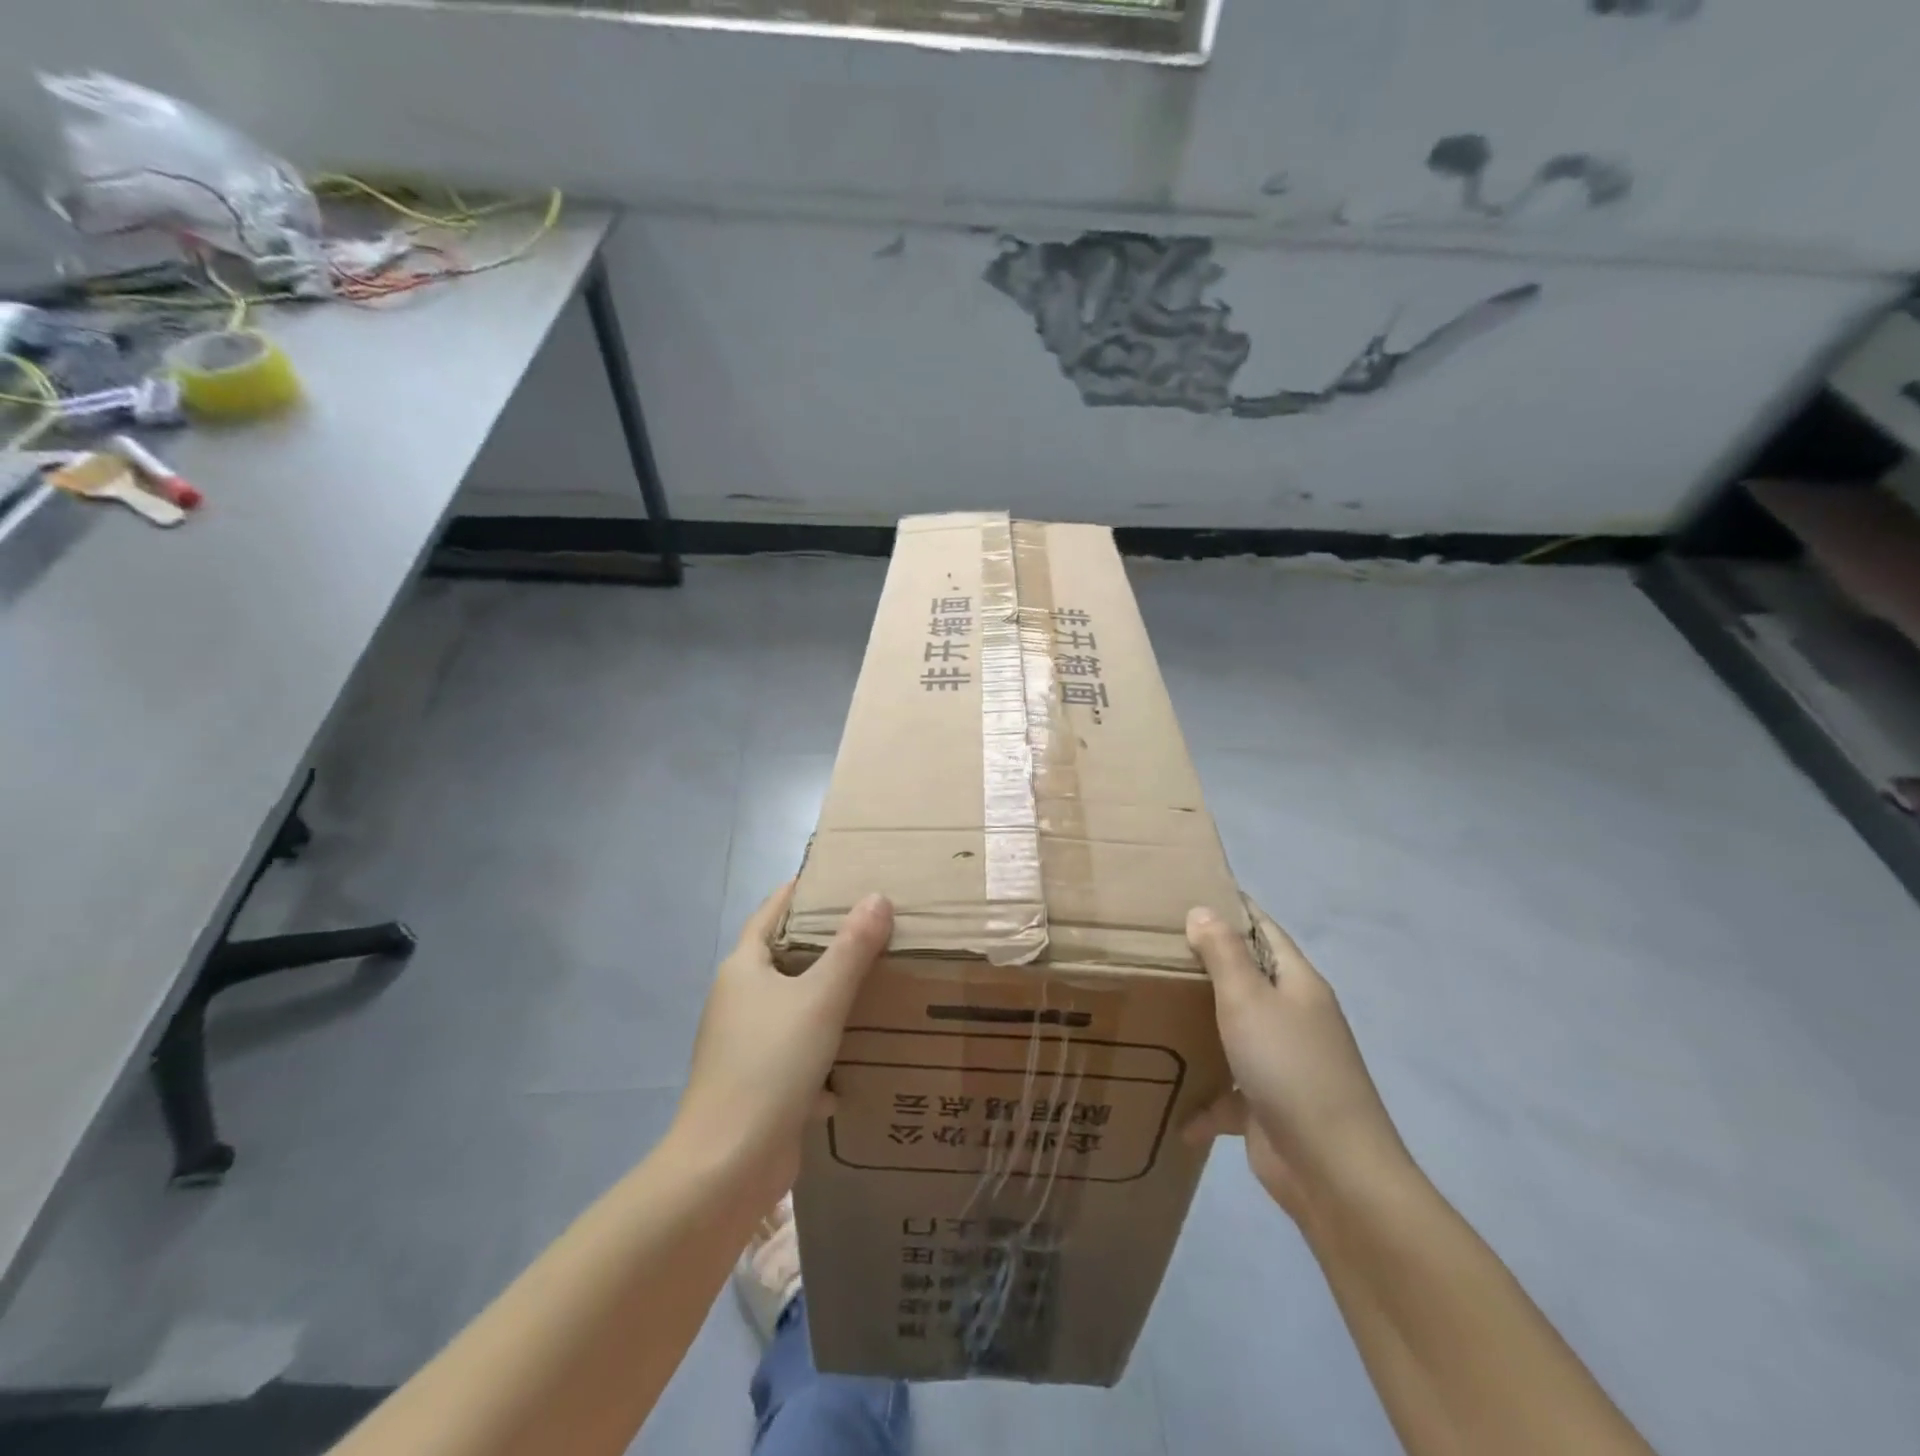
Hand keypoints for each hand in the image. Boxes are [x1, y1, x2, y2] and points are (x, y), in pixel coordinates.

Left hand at [674, 884, 892, 1200]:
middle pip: (782, 960)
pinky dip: (823, 1054)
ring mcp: (744, 1046)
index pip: (769, 914)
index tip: (833, 878)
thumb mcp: (821, 998)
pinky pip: (796, 1054)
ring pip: (792, 1009)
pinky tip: (856, 1062)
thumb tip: (877, 897)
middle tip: (870, 928)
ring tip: (873, 986)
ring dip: (826, 1001)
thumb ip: (852, 948)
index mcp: (743, 970)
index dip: (797, 893)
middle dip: (822, 946)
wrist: (728, 1165)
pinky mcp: (757, 1085)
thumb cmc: (771, 1064)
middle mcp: (737, 1002)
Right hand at [1183, 902, 1407, 1223]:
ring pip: (1236, 1032)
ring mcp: (1284, 1063)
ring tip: (1153, 1011)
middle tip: (1154, 949)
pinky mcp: (1269, 1106)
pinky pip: (1230, 1093)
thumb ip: (1223, 953)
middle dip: (1207, 965)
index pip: (1265, 931)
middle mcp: (1294, 1017)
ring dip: (1202, 1027)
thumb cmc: (1289, 1067)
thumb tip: (1202, 911)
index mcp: (1298, 984)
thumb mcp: (1248, 999)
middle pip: (1248, 979)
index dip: (1234, 909)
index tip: (1190, 894)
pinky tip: (1175, 1110)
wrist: (1333, 1170)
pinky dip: (1206, 1100)